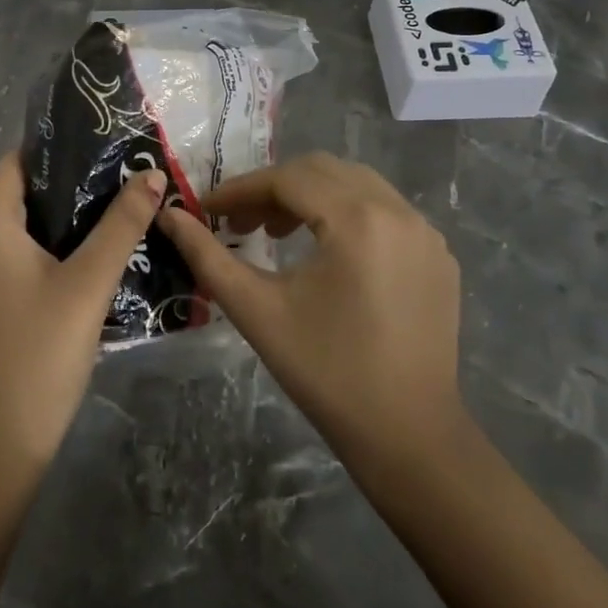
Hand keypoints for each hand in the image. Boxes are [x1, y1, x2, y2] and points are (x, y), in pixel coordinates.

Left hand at [0, 153, 164, 482]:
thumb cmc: (40, 356)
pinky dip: (44, 250)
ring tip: (112, 212)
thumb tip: (151, 175)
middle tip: (119, 178)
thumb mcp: (88, 286)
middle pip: (17, 195)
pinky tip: (85, 259)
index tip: (101, 146)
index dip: (56, 149)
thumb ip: (121, 226)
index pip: (15, 164)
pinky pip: (10, 259)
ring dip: (59, 220)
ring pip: (15, 230)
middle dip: (67, 185)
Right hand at [158, 153, 467, 479]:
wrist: (408, 436)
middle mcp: (398, 211)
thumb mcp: (257, 310)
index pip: (287, 179)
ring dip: (309, 197)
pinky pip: (384, 210)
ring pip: (354, 185)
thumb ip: (207, 256)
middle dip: (273, 189)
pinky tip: (325, 250)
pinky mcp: (437, 255)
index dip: (241, 190)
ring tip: (275, 235)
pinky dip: (345, 214)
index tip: (207, 209)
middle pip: (322, 171)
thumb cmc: (325, 372)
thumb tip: (169, 216)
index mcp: (357, 219)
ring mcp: (425, 232)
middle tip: (238, 223)